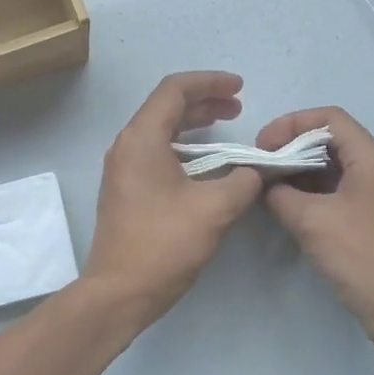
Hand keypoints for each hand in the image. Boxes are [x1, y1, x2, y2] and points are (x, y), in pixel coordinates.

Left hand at [85, 72, 263, 321]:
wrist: (119, 292)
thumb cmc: (164, 244)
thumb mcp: (215, 209)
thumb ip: (242, 181)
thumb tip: (254, 172)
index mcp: (142, 139)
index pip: (174, 90)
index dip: (209, 82)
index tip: (240, 89)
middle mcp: (126, 146)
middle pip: (166, 107)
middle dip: (204, 101)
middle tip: (238, 108)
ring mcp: (122, 169)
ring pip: (161, 131)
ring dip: (194, 124)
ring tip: (226, 127)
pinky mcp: (126, 190)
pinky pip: (156, 153)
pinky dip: (183, 147)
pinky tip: (207, 163)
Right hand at [254, 107, 373, 353]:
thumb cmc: (363, 256)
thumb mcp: (312, 220)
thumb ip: (280, 195)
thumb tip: (263, 184)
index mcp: (370, 158)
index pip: (329, 118)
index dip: (292, 124)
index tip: (263, 147)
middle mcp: (373, 170)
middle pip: (328, 141)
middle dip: (290, 148)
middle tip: (260, 168)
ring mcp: (371, 196)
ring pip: (328, 169)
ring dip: (296, 173)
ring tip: (265, 188)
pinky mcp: (365, 221)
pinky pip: (332, 194)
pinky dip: (306, 194)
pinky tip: (283, 209)